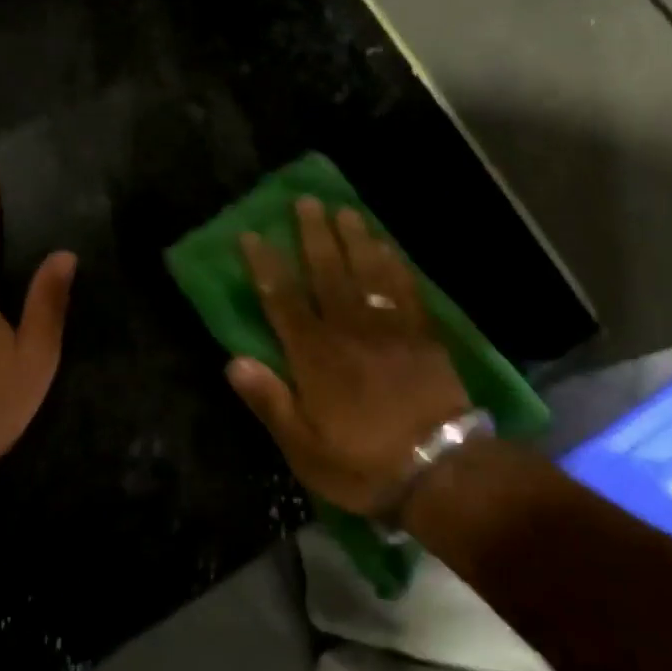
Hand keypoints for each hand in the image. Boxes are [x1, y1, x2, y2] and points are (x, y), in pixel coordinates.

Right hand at [225, 197, 469, 515]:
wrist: (439, 469)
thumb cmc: (362, 463)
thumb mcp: (303, 447)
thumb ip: (269, 401)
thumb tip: (233, 361)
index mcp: (315, 356)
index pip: (282, 300)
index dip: (265, 265)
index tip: (252, 235)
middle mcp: (348, 329)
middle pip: (326, 271)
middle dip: (312, 234)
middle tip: (305, 201)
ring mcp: (388, 326)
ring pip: (366, 270)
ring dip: (353, 237)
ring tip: (343, 209)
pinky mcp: (421, 332)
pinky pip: (404, 287)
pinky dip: (393, 262)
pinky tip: (387, 245)